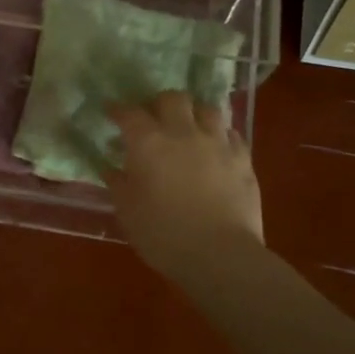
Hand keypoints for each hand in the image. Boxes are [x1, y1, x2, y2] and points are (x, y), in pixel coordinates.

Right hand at [106, 92, 263, 276]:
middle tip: (153, 118)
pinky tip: (215, 147)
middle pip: (172, 98)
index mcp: (149, 143)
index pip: (129, 113)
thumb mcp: (128, 212)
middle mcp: (183, 132)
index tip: (111, 112)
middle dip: (159, 103)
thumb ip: (118, 184)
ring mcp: (217, 143)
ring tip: (189, 127)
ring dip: (194, 113)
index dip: (118, 110)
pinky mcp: (243, 159)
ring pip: (206, 109)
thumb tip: (111, 168)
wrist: (220, 255)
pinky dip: (219, 135)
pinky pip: (231, 134)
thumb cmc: (163, 235)